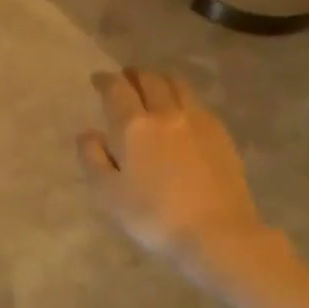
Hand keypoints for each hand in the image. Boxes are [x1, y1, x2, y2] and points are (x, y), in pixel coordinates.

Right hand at [77, 68, 267, 275]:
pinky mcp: (221, 134)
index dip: (105, 80)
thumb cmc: (154, 216)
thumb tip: (87, 133)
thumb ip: (93, 159)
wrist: (217, 233)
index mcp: (134, 126)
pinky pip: (198, 103)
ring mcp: (198, 121)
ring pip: (178, 85)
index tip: (98, 79)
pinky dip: (183, 97)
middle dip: (134, 74)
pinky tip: (182, 111)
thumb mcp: (109, 194)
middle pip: (150, 80)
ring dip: (161, 79)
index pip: (117, 89)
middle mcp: (166, 113)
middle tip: (125, 77)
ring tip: (154, 85)